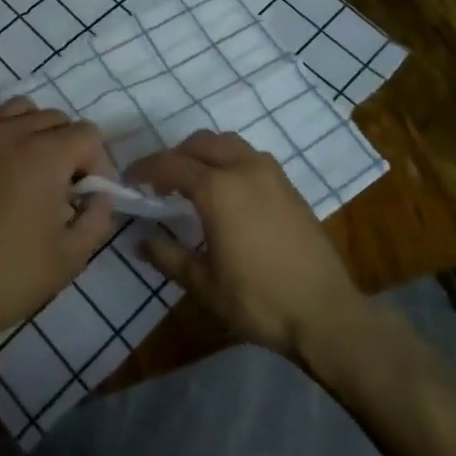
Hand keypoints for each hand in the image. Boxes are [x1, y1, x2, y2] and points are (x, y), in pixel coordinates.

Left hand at [0, 99, 116, 351]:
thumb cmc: (8, 277)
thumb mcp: (71, 257)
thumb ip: (98, 217)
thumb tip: (99, 195)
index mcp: (45, 154)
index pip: (88, 135)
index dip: (98, 165)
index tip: (88, 197)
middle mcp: (12, 131)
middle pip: (58, 119)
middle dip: (69, 150)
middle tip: (62, 191)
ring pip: (22, 110)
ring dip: (36, 132)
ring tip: (31, 170)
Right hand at [129, 131, 366, 359]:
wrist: (325, 313)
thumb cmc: (258, 300)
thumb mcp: (203, 284)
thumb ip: (167, 255)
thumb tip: (139, 239)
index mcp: (218, 189)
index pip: (171, 164)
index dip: (146, 169)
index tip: (130, 180)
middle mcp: (244, 168)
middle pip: (201, 143)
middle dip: (175, 155)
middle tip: (160, 182)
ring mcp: (271, 173)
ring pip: (228, 143)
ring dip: (204, 153)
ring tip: (193, 181)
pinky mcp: (289, 185)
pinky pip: (250, 156)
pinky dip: (229, 160)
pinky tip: (227, 190)